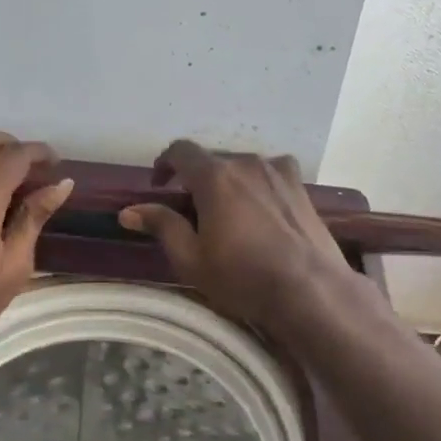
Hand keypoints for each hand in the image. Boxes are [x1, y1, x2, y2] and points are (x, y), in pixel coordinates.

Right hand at [118, 140, 356, 329]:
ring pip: (242, 167)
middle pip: (213, 160)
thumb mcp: (191, 259)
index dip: (164, 163)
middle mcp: (247, 163)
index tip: (159, 185)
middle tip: (192, 213)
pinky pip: (270, 175)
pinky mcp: (300, 187)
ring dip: (228, 183)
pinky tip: (261, 211)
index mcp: (215, 176)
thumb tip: (129, 211)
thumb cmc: (243, 277)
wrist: (310, 289)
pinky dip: (257, 186)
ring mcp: (278, 172)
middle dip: (197, 180)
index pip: (181, 151)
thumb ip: (162, 226)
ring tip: (228, 213)